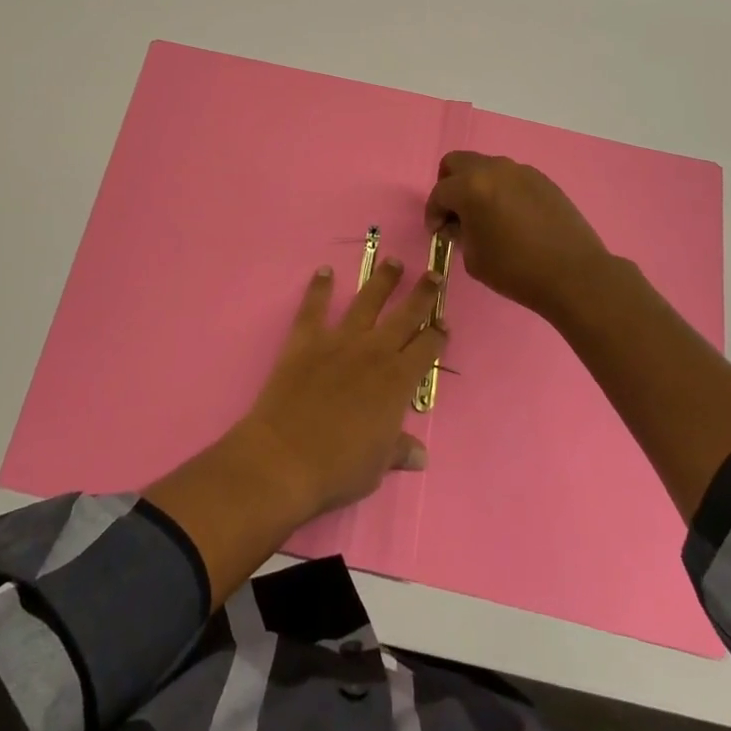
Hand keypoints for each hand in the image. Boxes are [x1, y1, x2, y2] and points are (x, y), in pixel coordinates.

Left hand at [235, 259, 447, 519]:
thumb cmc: (338, 469)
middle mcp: (374, 351)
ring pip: (367, 301)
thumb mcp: (377, 466)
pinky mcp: (306, 339)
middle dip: (422, 294)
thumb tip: (420, 454)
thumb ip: (399, 450)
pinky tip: (324, 271)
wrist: (285, 458)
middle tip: (433, 275)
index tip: (444, 322)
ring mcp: (339, 341)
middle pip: (405, 315)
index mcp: (398, 381)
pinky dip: (319, 287)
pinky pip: (314, 307)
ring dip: (382, 280)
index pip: (427, 349)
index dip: (438, 334)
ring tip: (393, 262)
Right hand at [424, 151, 611, 323]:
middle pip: (457, 162)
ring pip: (486, 167)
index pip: (440, 192)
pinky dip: (502, 190)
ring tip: (486, 216)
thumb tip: (459, 223)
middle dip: (450, 185)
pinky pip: (511, 177)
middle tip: (456, 213)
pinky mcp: (542, 179)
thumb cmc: (516, 270)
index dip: (433, 213)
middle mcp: (494, 169)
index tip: (438, 232)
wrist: (574, 274)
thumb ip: (459, 233)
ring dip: (477, 186)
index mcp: (471, 186)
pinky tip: (512, 217)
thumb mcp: (474, 258)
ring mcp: (521, 171)